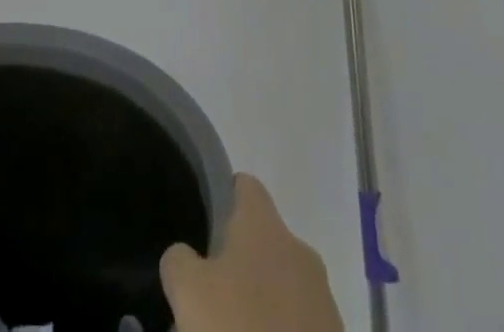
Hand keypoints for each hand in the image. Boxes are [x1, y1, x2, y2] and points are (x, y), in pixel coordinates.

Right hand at [160, 174, 344, 331]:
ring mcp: (324, 301)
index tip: (204, 231)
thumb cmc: (239, 330)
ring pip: (282, 287)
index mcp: (265, 226)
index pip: (245, 186)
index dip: (223, 199)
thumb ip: (179, 260)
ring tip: (231, 330)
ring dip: (260, 303)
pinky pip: (299, 325)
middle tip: (210, 298)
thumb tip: (187, 258)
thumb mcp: (187, 290)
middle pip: (262, 242)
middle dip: (238, 264)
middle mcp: (299, 251)